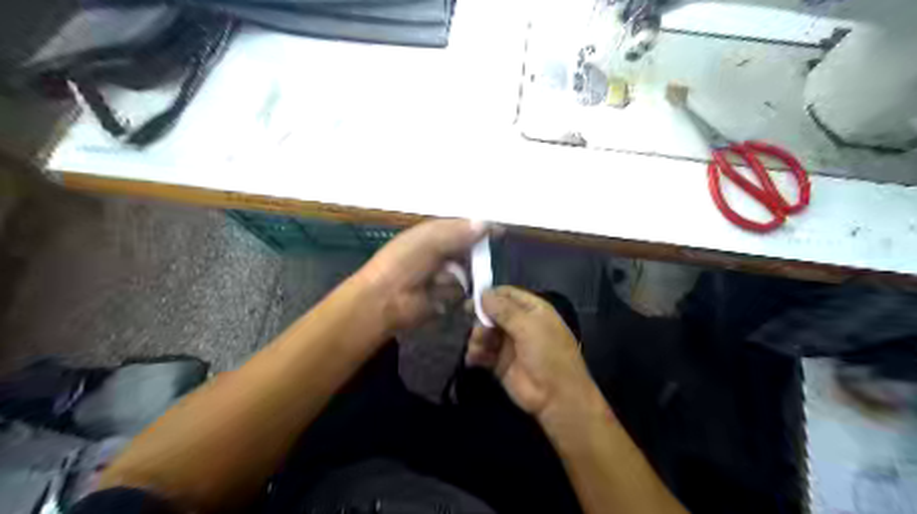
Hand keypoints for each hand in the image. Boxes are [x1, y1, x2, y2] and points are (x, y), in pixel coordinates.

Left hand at [356, 216, 485, 330]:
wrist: (386, 299)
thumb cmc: (405, 262)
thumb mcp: (430, 240)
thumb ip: (459, 232)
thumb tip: (487, 223)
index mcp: (434, 235)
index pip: (464, 228)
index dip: (481, 229)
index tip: (500, 233)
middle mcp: (441, 254)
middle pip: (470, 252)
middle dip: (471, 257)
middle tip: (467, 260)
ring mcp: (444, 277)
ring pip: (468, 274)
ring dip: (454, 277)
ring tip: (435, 281)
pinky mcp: (446, 298)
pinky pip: (461, 293)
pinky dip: (450, 293)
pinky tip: (435, 294)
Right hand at [466, 286, 602, 421]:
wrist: (556, 397)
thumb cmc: (548, 355)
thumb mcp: (529, 327)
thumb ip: (504, 310)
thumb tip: (483, 294)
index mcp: (532, 310)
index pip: (507, 294)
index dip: (490, 295)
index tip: (472, 300)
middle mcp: (520, 324)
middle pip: (492, 313)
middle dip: (481, 319)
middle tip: (475, 327)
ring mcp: (509, 344)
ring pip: (485, 332)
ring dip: (477, 337)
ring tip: (477, 347)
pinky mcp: (500, 363)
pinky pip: (482, 352)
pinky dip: (475, 353)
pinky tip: (473, 358)